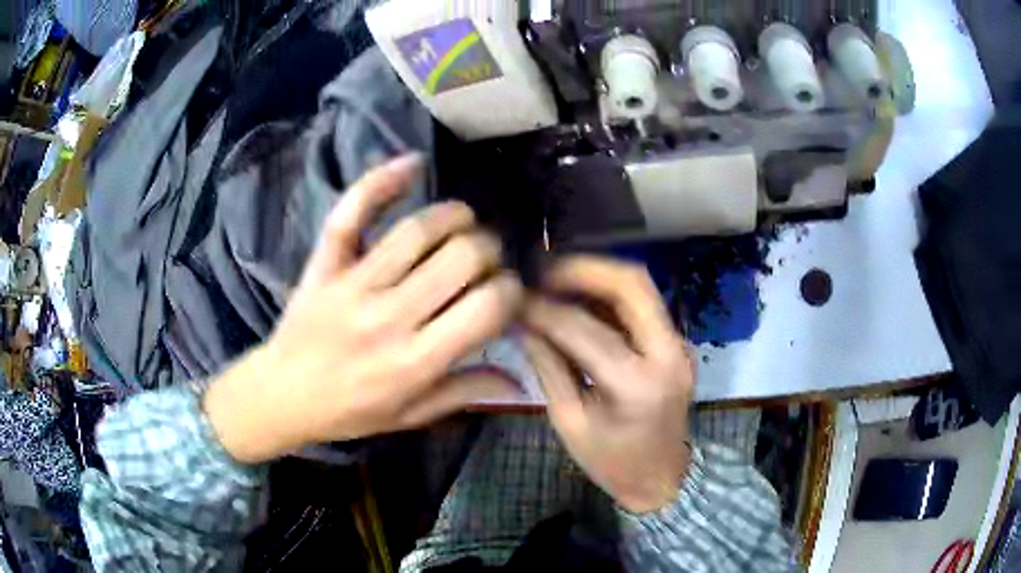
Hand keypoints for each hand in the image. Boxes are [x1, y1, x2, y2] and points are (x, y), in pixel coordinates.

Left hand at [205, 155, 522, 463]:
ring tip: (464, 223)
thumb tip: (521, 381)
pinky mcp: (326, 263)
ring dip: (455, 215)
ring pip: (418, 229)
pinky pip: (351, 213)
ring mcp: (353, 284)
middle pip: (461, 256)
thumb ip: (465, 393)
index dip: (511, 291)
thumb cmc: (349, 412)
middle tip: (485, 260)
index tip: (506, 293)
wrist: (282, 395)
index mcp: (415, 362)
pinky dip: (381, 181)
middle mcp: (388, 317)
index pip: (486, 307)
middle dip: (489, 250)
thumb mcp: (411, 415)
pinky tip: (414, 164)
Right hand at [522, 257, 693, 512]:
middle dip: (583, 268)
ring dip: (596, 275)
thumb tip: (523, 321)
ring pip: (640, 286)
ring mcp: (678, 344)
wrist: (663, 479)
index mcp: (637, 385)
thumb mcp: (570, 421)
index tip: (515, 298)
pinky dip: (608, 294)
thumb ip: (548, 365)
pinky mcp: (675, 343)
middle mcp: (667, 353)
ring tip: (554, 279)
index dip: (544, 308)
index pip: (584, 328)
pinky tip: (579, 299)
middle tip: (542, 270)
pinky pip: (642, 303)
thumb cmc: (612, 462)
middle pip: (632, 283)